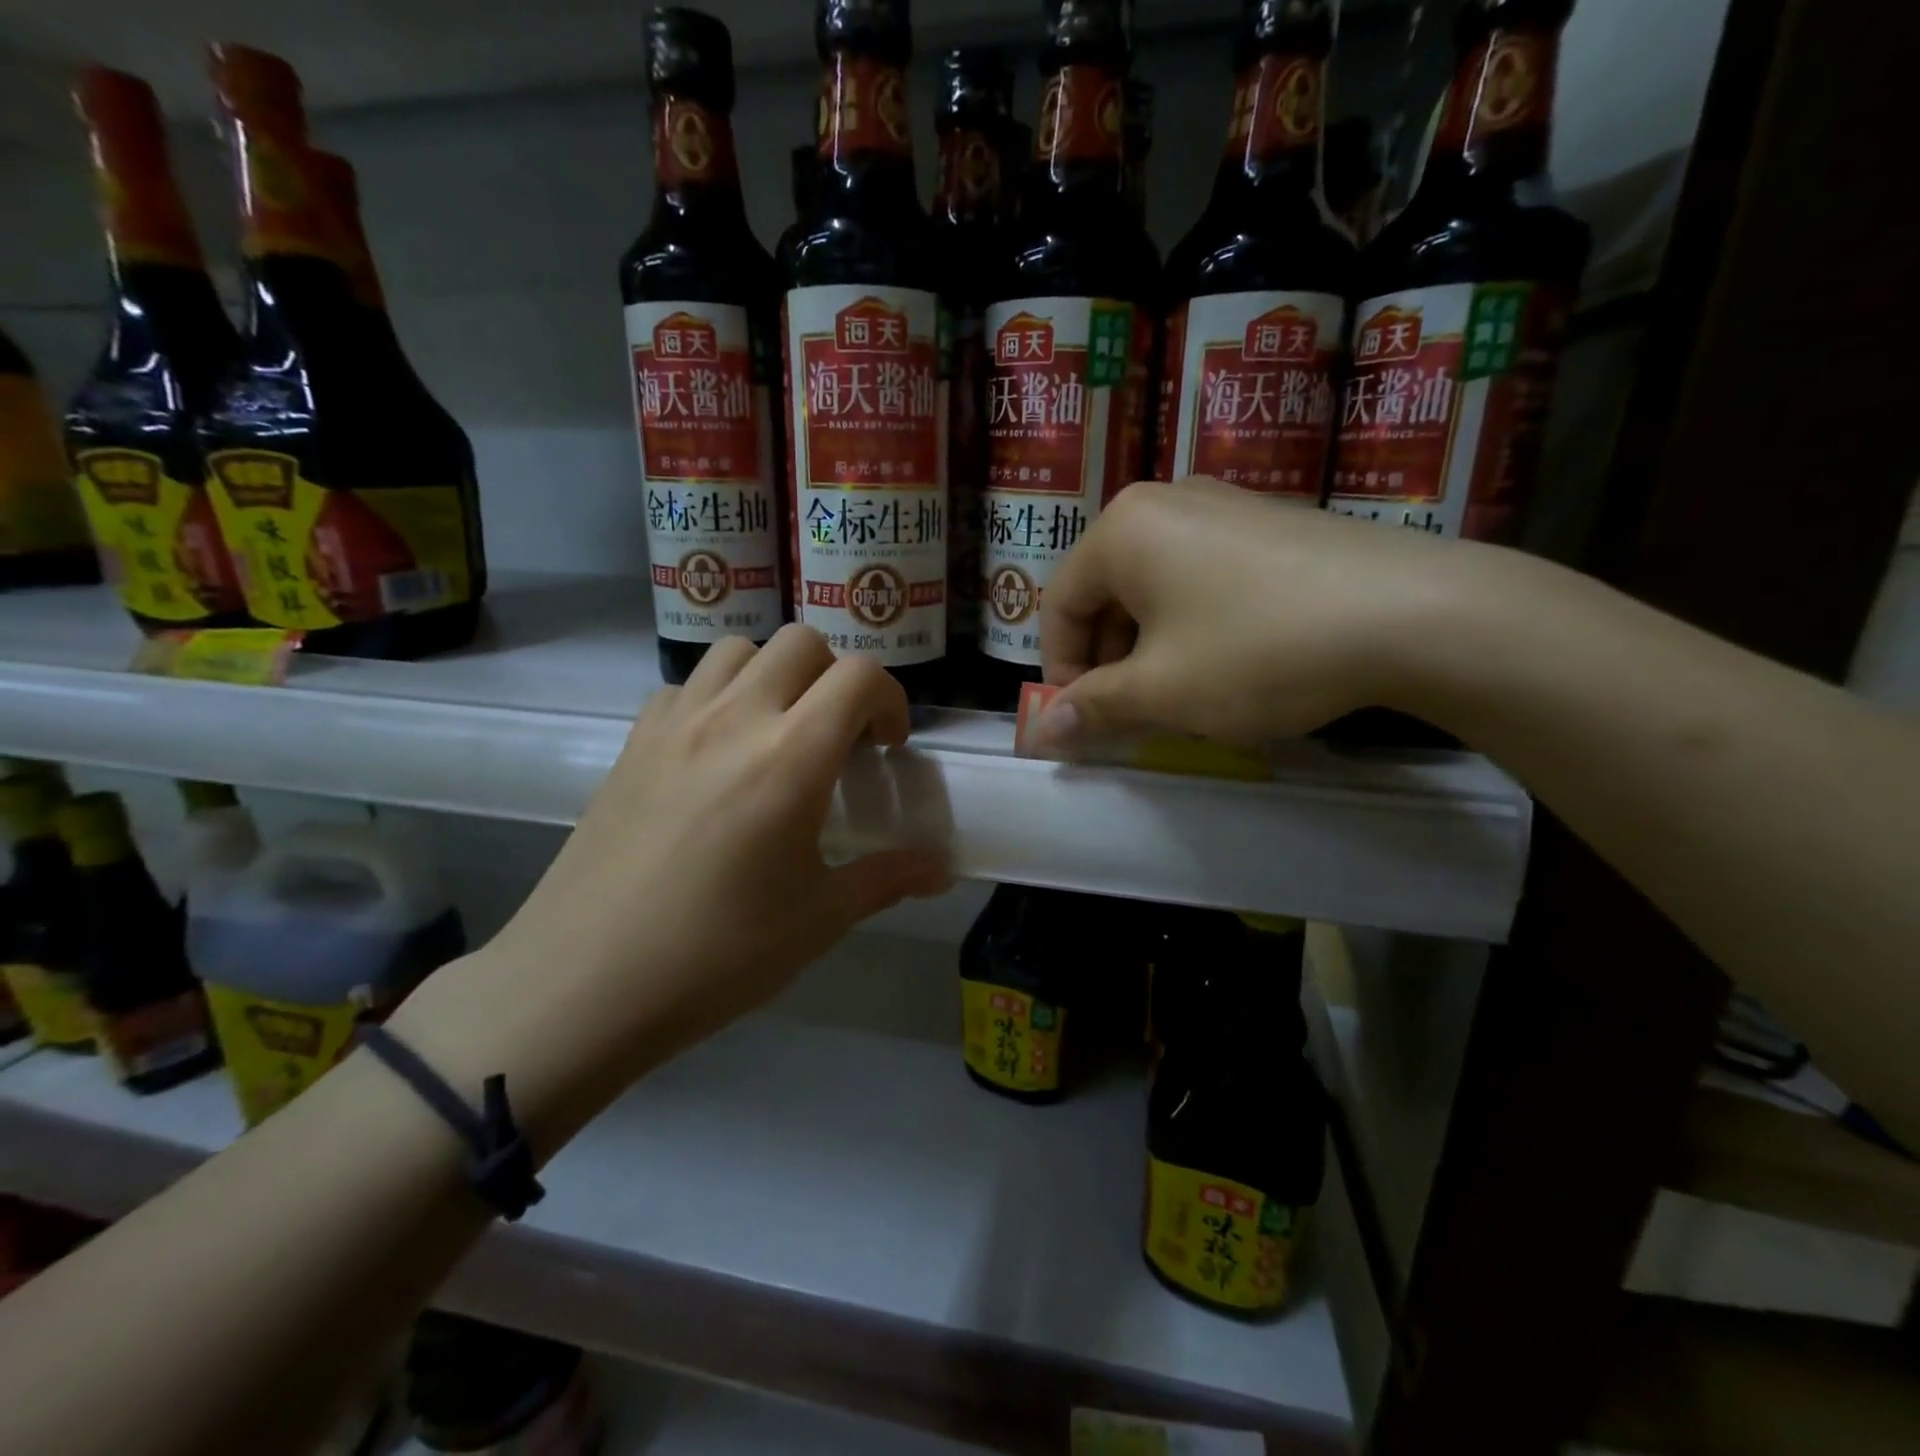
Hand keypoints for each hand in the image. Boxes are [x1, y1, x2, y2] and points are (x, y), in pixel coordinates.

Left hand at [392, 626, 949, 1150]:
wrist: (583, 983)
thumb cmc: (717, 954)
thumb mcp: (818, 919)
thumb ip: (886, 879)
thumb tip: (942, 871)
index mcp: (791, 757)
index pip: (860, 676)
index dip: (890, 699)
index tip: (887, 748)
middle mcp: (735, 719)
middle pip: (801, 643)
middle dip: (836, 678)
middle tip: (838, 737)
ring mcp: (675, 724)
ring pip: (737, 650)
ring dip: (774, 676)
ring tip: (778, 733)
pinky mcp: (632, 743)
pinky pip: (685, 686)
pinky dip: (715, 698)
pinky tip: (714, 754)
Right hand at [1038, 477, 1501, 746]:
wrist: (1415, 614)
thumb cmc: (1259, 650)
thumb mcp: (1162, 691)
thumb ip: (1093, 708)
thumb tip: (1042, 733)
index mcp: (1122, 529)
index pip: (1059, 604)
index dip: (1061, 670)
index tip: (1086, 719)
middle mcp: (1166, 502)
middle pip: (1106, 592)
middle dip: (1109, 660)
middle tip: (1134, 714)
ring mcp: (1225, 505)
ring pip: (1156, 587)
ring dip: (1151, 647)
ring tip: (1183, 695)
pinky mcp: (1271, 523)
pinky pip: (1204, 576)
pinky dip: (1194, 625)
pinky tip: (1231, 662)